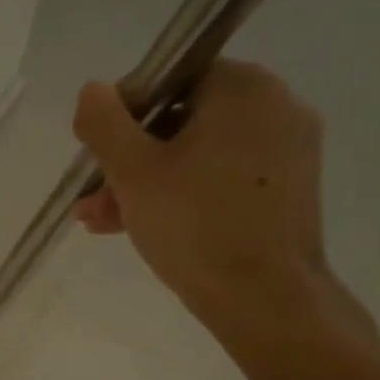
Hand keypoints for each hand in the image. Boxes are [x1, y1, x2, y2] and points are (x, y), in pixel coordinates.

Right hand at [72, 61, 351, 350]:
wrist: (264, 299)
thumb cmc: (194, 225)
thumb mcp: (132, 170)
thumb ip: (104, 122)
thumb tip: (92, 90)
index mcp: (243, 88)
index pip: (168, 80)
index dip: (122, 116)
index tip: (97, 157)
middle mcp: (275, 107)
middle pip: (180, 122)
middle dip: (128, 161)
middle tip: (92, 200)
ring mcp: (288, 150)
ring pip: (197, 155)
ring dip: (147, 184)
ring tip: (103, 222)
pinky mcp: (288, 189)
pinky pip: (221, 178)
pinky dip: (183, 195)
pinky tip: (143, 226)